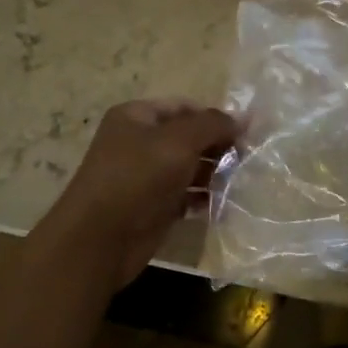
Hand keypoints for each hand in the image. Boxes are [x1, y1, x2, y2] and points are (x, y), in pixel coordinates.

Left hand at [26, 98, 236, 289]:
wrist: (99, 240)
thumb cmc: (137, 178)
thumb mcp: (179, 141)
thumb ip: (214, 125)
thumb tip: (245, 117)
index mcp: (136, 117)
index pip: (184, 107)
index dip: (215, 116)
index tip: (246, 132)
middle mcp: (139, 143)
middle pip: (189, 137)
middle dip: (218, 146)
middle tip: (248, 158)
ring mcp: (146, 177)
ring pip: (189, 167)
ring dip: (215, 173)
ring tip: (241, 181)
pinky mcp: (154, 207)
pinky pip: (186, 196)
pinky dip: (205, 198)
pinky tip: (225, 203)